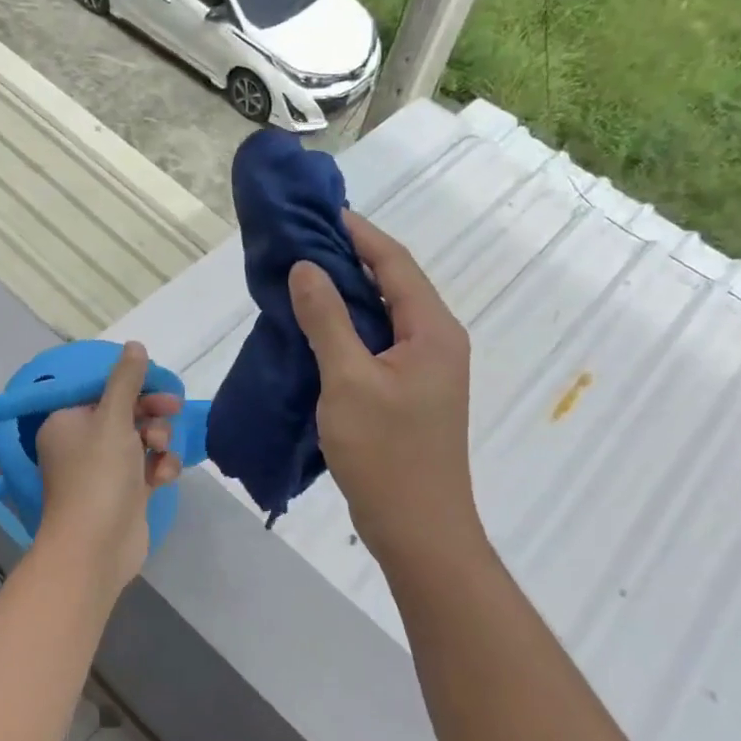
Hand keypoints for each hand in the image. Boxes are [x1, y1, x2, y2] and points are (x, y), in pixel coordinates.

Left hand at [33, 342, 183, 599]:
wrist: (96, 547)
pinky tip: (163, 477)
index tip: (161, 386)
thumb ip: (126, 381)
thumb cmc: (98, 476)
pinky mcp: (124, 493)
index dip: (134, 386)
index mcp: (67, 421)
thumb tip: (135, 345)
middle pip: (125, 413)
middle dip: (151, 413)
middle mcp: (81, 443)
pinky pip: (146, 468)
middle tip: (172, 411)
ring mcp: (103, 471)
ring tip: (161, 452)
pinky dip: (158, 468)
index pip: (103, 390)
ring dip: (158, 441)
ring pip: (140, 440)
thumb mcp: (113, 419)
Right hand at [287, 211, 475, 554]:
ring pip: (384, 317)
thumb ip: (327, 320)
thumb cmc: (386, 453)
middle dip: (350, 260)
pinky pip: (378, 345)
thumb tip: (306, 267)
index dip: (359, 234)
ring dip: (347, 295)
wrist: (418, 528)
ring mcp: (426, 370)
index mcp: (433, 330)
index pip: (395, 263)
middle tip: (302, 243)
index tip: (321, 211)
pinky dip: (349, 330)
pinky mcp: (410, 394)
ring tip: (302, 279)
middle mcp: (437, 342)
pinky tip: (317, 330)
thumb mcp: (348, 381)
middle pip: (393, 285)